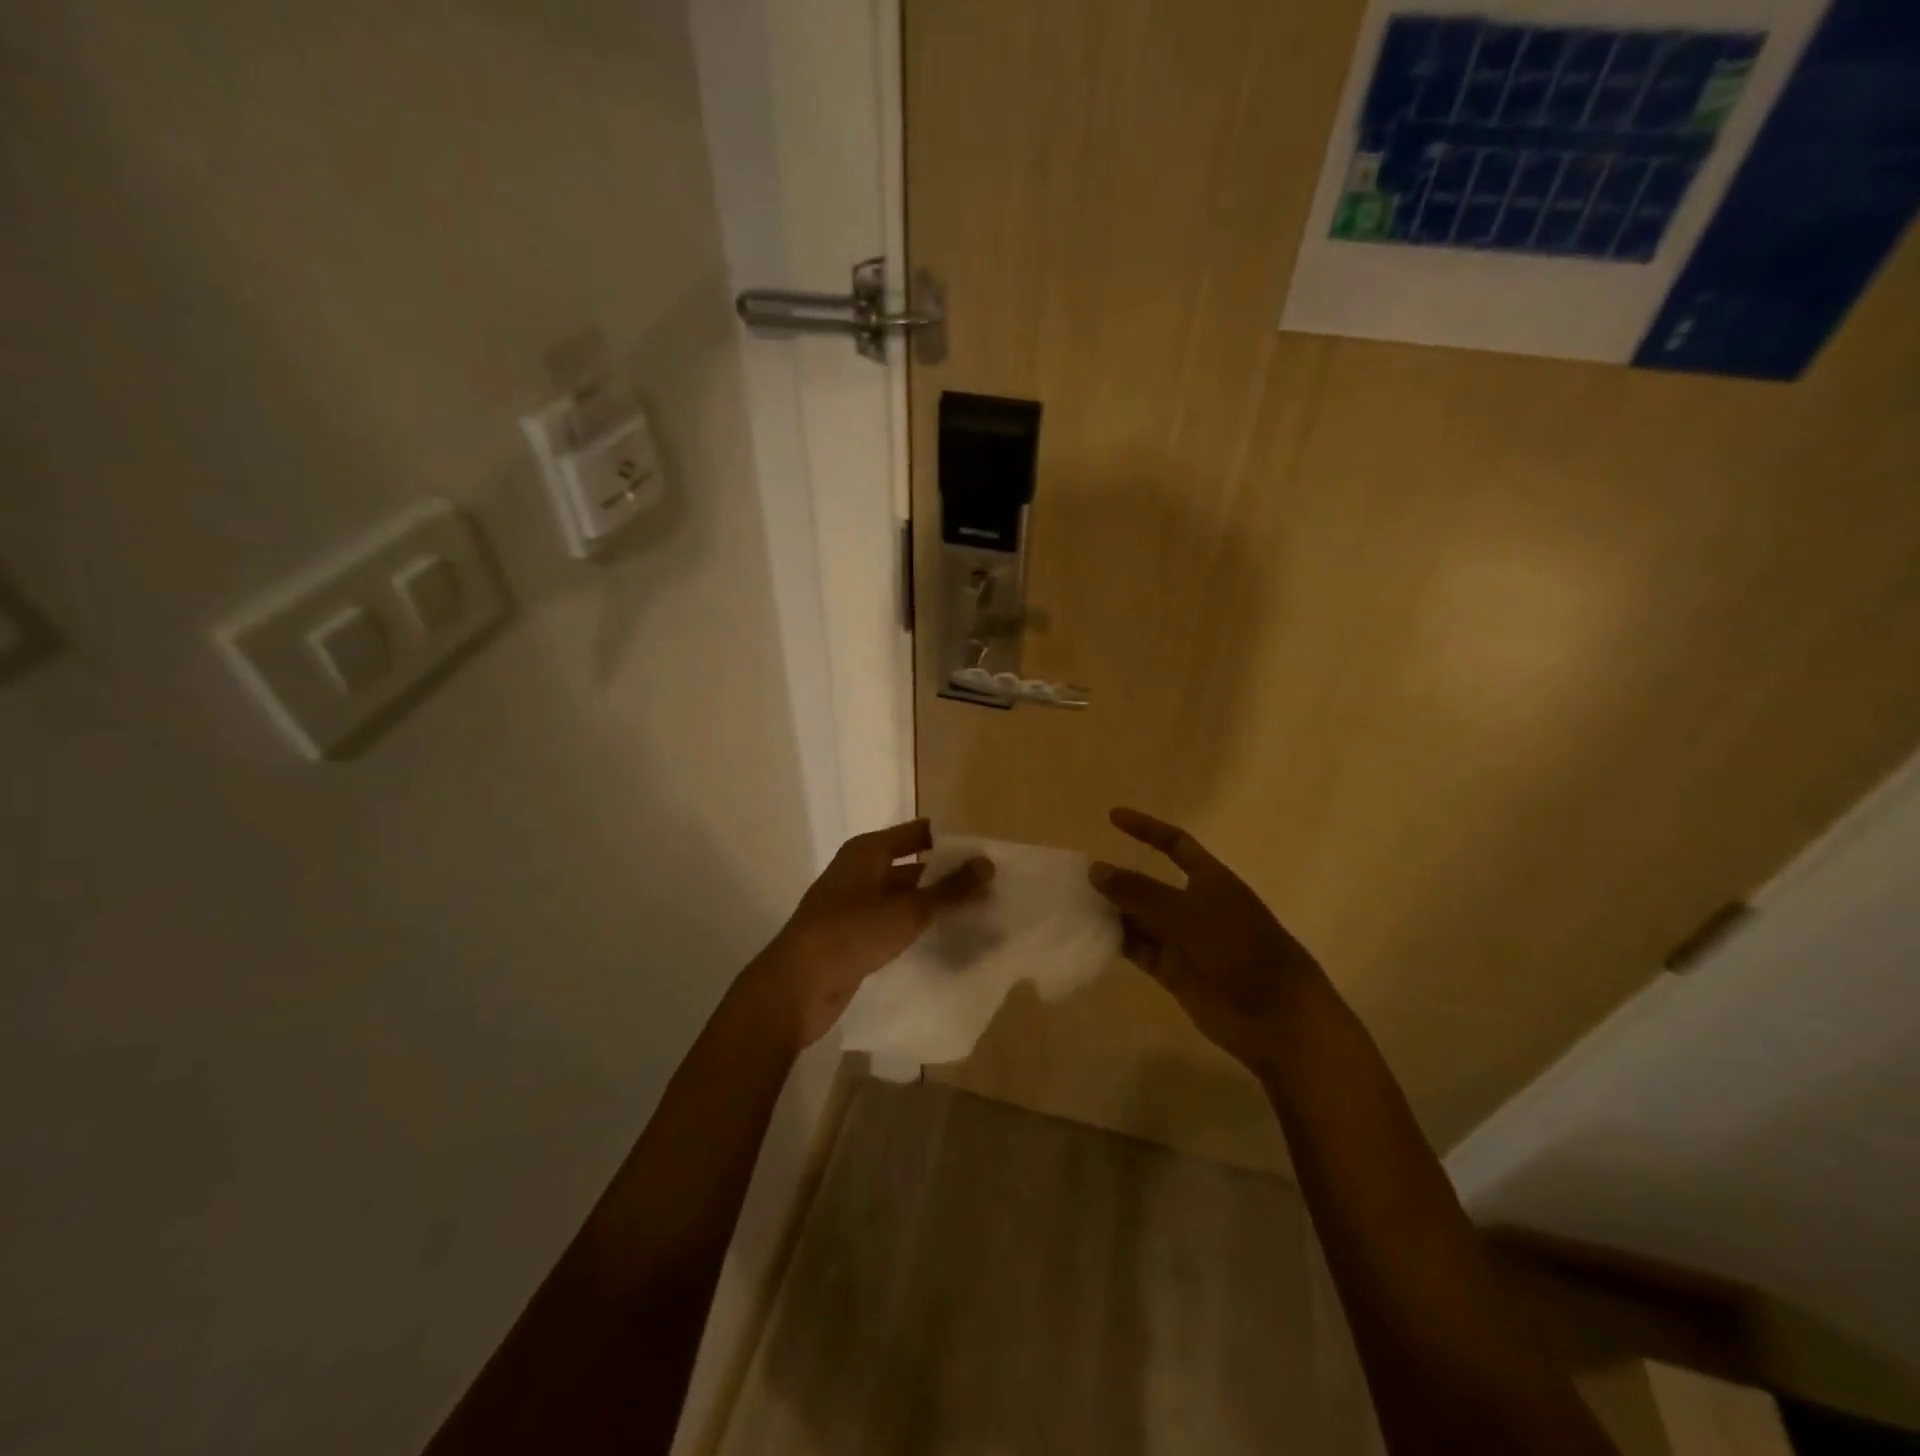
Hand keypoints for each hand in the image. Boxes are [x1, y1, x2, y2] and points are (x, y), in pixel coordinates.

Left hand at [747, 819, 992, 1047]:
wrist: (794, 989)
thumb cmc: (849, 935)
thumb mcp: (905, 910)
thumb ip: (948, 889)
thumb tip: (987, 863)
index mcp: (866, 852)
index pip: (917, 833)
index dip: (950, 842)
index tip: (985, 855)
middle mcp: (859, 872)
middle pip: (912, 866)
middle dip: (947, 877)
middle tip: (990, 890)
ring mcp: (854, 906)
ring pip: (903, 898)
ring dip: (933, 905)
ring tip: (977, 916)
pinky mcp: (853, 938)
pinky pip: (893, 925)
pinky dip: (916, 928)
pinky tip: (944, 941)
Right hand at [1089, 808, 1322, 1075]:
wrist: (1275, 1014)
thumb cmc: (1239, 948)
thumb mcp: (1187, 913)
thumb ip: (1139, 892)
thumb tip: (1094, 870)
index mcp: (1210, 880)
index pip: (1174, 845)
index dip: (1146, 829)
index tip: (1112, 817)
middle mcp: (1194, 906)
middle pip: (1148, 885)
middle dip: (1117, 878)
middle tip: (1075, 876)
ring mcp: (1183, 940)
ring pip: (1138, 919)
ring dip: (1110, 912)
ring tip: (1071, 905)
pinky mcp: (1173, 972)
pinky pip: (1138, 950)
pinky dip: (1115, 943)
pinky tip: (1086, 936)